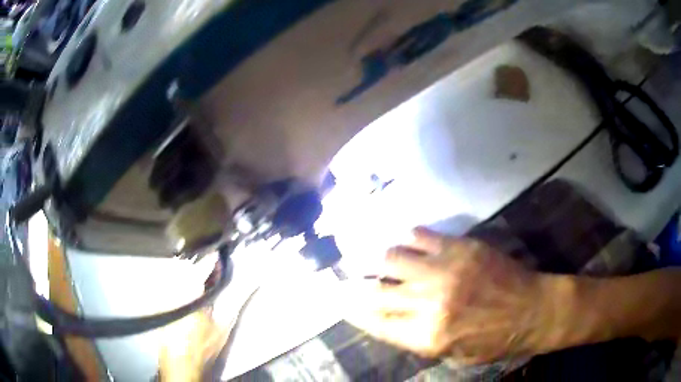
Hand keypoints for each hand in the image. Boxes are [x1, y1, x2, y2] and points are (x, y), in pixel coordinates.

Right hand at [345, 227, 555, 363]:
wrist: (534, 310)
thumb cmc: (495, 340)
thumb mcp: (454, 356)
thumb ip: (419, 340)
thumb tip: (391, 321)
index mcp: (428, 336)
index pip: (375, 322)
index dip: (353, 311)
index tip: (341, 302)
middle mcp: (430, 303)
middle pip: (376, 291)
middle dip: (356, 285)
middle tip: (347, 278)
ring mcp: (445, 271)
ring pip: (392, 258)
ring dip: (380, 260)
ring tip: (378, 260)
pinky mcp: (461, 248)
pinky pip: (421, 236)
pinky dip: (409, 238)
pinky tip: (408, 241)